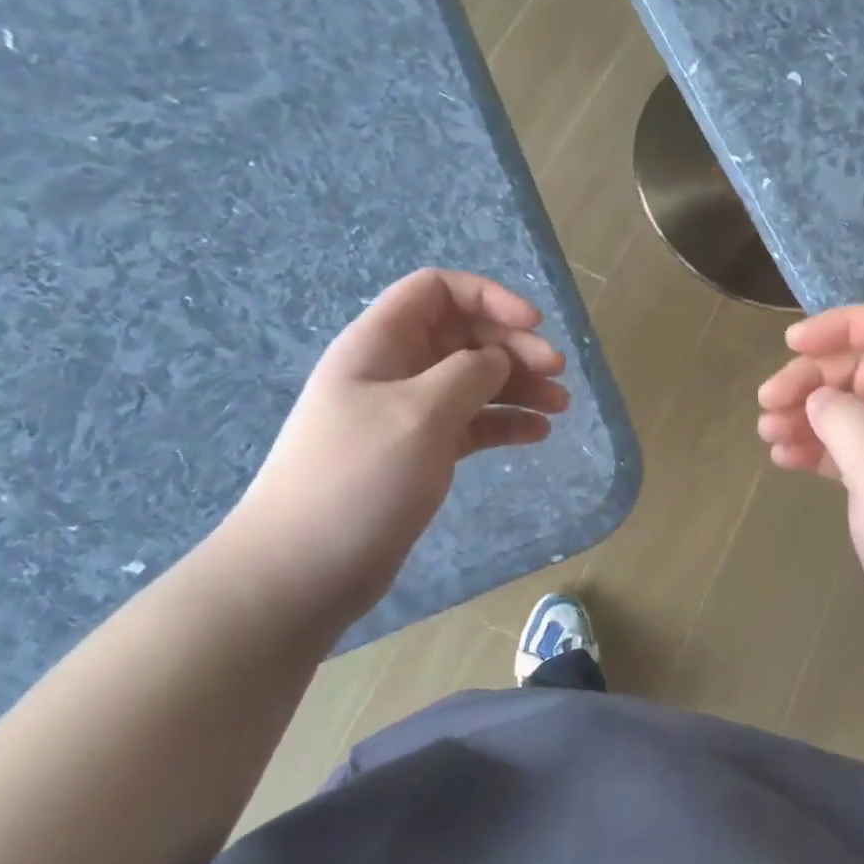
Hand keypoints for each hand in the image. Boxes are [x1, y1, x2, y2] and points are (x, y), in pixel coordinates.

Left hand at [224, 269, 568, 628]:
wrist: (302, 572)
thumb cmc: (358, 478)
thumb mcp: (420, 413)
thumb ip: (470, 373)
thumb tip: (498, 360)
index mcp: (380, 343)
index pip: (438, 290)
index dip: (489, 297)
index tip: (533, 324)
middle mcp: (394, 370)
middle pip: (464, 335)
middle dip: (514, 346)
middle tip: (557, 372)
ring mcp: (407, 414)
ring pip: (474, 380)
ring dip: (519, 386)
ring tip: (560, 406)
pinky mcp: (420, 453)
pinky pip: (472, 423)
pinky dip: (504, 422)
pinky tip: (537, 434)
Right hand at [756, 304, 863, 670]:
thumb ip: (845, 418)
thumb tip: (819, 399)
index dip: (841, 325)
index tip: (793, 347)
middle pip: (861, 368)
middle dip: (811, 377)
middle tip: (766, 405)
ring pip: (850, 410)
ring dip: (806, 413)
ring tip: (768, 435)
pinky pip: (848, 451)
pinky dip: (815, 448)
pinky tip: (785, 461)